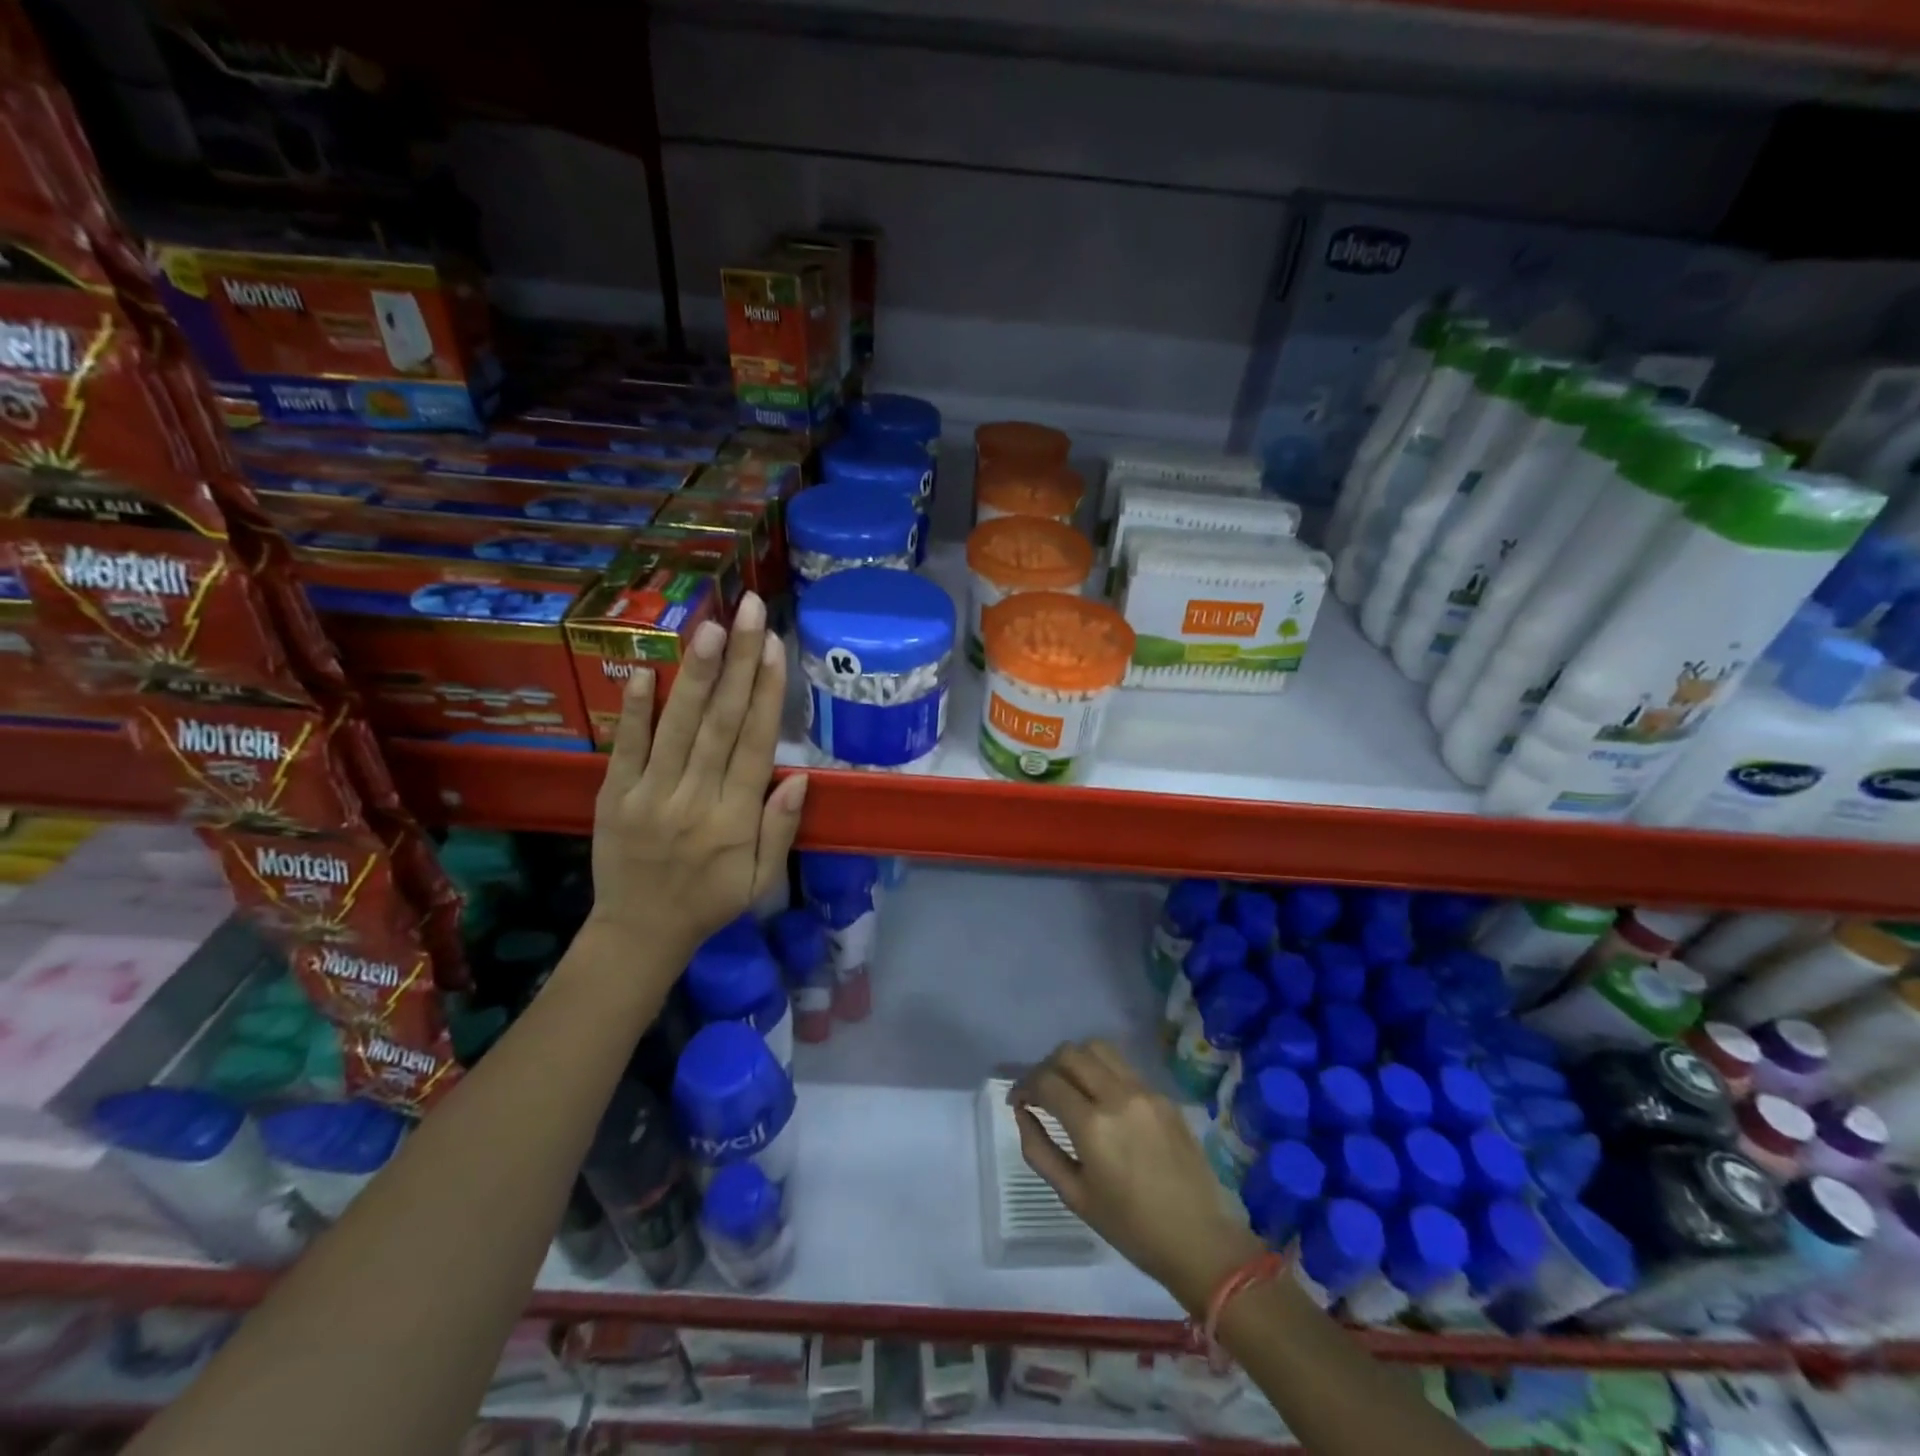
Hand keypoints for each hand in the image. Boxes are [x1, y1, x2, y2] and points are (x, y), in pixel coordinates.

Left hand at [587, 591, 807, 964]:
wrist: (639, 933)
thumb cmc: (710, 903)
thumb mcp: (760, 880)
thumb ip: (780, 830)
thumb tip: (801, 778)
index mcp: (734, 819)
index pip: (755, 745)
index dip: (767, 693)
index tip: (775, 647)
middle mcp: (694, 799)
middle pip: (721, 722)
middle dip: (738, 663)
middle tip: (750, 612)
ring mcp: (649, 796)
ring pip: (678, 727)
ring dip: (695, 675)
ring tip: (710, 627)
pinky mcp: (613, 797)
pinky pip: (625, 748)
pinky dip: (634, 709)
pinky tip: (643, 669)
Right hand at [1011, 1040, 1264, 1315]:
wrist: (1200, 1240)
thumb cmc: (1131, 1228)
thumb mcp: (1074, 1196)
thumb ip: (1039, 1149)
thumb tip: (1022, 1112)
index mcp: (1093, 1126)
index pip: (1046, 1081)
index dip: (1024, 1086)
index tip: (1017, 1101)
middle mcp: (1117, 1096)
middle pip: (1069, 1053)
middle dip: (1046, 1067)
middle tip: (1040, 1092)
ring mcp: (1144, 1091)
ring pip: (1097, 1048)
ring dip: (1074, 1060)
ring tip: (1069, 1086)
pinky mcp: (1163, 1094)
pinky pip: (1123, 1066)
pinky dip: (1101, 1070)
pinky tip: (1100, 1097)